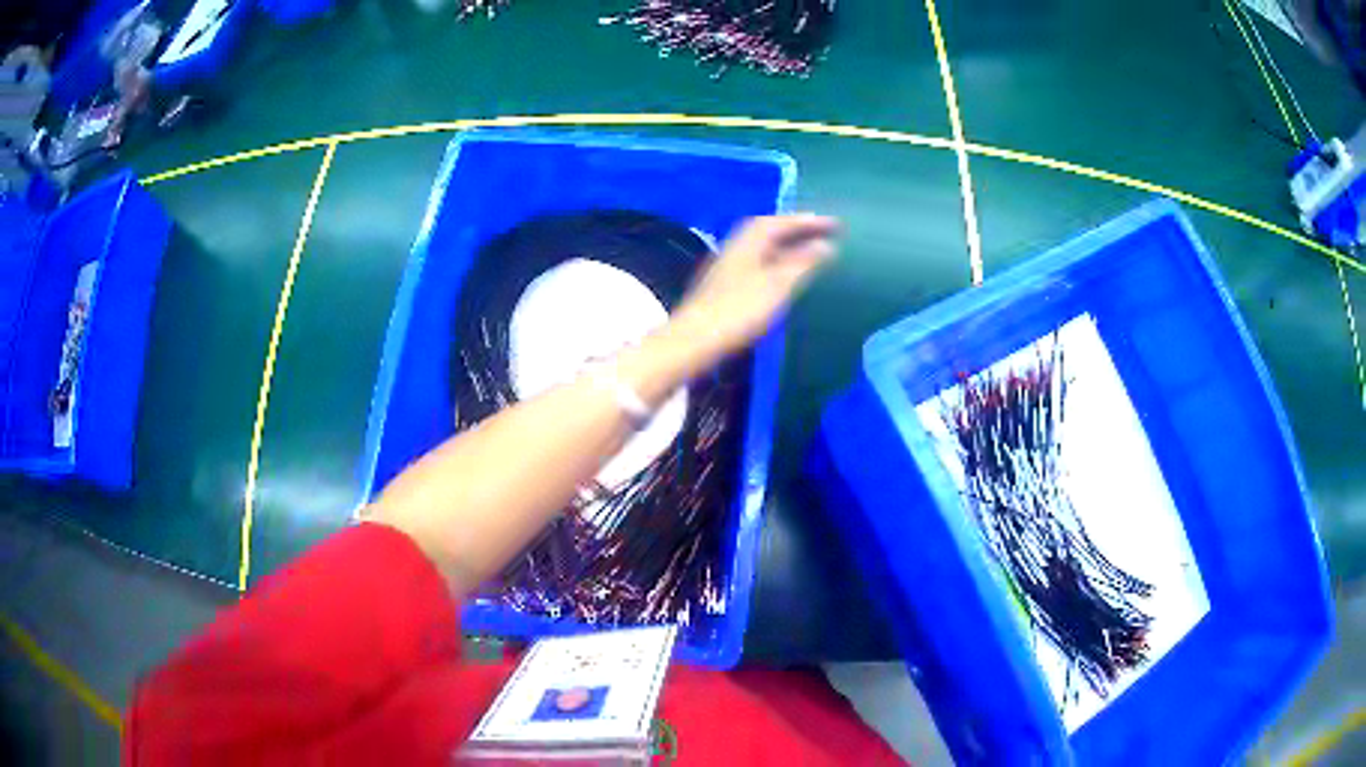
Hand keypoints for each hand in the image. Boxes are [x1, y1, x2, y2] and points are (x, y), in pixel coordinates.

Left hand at [671, 214, 837, 364]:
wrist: (695, 340)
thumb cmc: (740, 310)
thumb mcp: (779, 285)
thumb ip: (803, 263)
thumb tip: (825, 245)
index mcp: (749, 241)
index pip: (780, 222)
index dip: (808, 221)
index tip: (833, 224)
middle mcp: (736, 248)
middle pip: (768, 232)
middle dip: (796, 230)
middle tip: (823, 233)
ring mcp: (727, 267)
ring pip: (761, 249)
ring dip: (785, 247)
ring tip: (808, 253)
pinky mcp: (723, 287)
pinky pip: (756, 264)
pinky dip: (775, 263)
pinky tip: (783, 277)